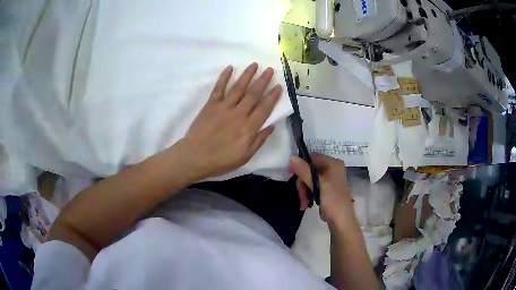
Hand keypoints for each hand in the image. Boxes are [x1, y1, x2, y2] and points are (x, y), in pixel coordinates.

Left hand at [183, 63, 281, 178]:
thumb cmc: (221, 160)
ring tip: (254, 64)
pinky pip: (218, 89)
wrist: (195, 157)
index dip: (273, 96)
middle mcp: (238, 114)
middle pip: (253, 94)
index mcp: (248, 128)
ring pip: (238, 88)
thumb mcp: (245, 157)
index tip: (279, 86)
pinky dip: (224, 77)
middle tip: (270, 69)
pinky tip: (230, 68)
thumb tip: (271, 126)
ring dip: (247, 75)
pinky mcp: (210, 105)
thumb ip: (259, 140)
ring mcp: (224, 107)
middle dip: (263, 80)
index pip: (264, 108)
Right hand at [290, 154, 355, 227]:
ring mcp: (330, 179)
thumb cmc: (331, 200)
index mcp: (333, 164)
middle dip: (303, 184)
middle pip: (310, 170)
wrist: (341, 220)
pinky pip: (313, 187)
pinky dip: (308, 195)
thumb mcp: (317, 184)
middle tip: (301, 196)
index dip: (301, 166)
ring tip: (304, 204)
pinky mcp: (327, 189)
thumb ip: (304, 171)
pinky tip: (307, 204)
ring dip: (304, 191)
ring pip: (310, 180)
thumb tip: (292, 157)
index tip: (292, 176)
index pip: (313, 158)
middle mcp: (333, 169)